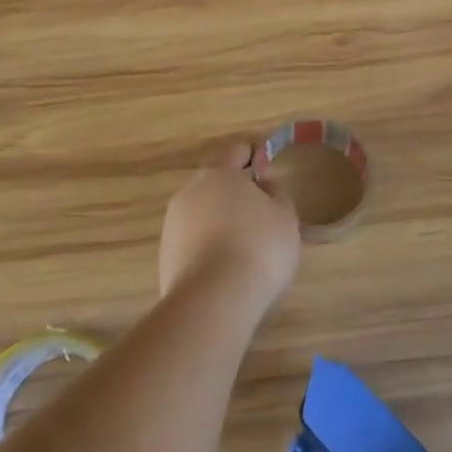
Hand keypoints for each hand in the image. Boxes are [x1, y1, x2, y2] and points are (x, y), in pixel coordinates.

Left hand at [158, 144, 300, 313]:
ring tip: (245, 244)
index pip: (236, 152)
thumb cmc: (259, 246)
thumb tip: (264, 182)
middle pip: (215, 182)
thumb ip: (277, 192)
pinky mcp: (166, 258)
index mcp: (219, 173)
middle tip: (261, 211)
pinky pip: (193, 241)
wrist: (214, 300)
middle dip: (235, 191)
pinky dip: (209, 246)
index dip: (253, 157)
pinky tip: (227, 266)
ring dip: (220, 220)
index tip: (268, 170)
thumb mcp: (285, 216)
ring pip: (202, 213)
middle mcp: (189, 192)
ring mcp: (173, 226)